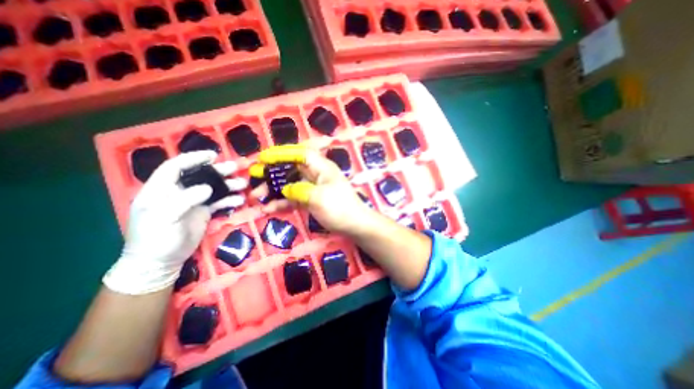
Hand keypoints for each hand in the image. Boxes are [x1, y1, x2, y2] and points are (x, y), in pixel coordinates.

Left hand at [101, 151, 244, 292]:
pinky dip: (229, 200)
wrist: (161, 261)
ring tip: (242, 183)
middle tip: (236, 167)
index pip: (176, 167)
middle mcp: (179, 192)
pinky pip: (219, 202)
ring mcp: (193, 202)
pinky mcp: (204, 212)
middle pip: (200, 176)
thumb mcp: (164, 218)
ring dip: (228, 185)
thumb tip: (208, 188)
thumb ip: (184, 200)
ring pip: (213, 188)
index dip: (193, 159)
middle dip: (218, 171)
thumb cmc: (155, 238)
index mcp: (162, 189)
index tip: (212, 155)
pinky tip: (239, 200)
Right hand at [251, 144, 374, 233]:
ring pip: (290, 184)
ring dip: (274, 190)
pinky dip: (282, 202)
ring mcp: (313, 188)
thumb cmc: (339, 208)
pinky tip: (269, 208)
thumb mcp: (318, 197)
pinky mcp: (311, 200)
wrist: (354, 226)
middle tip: (255, 177)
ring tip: (256, 197)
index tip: (263, 158)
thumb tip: (285, 189)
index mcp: (322, 168)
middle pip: (292, 169)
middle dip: (273, 172)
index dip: (282, 153)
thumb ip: (299, 190)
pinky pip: (294, 198)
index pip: (300, 154)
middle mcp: (316, 175)